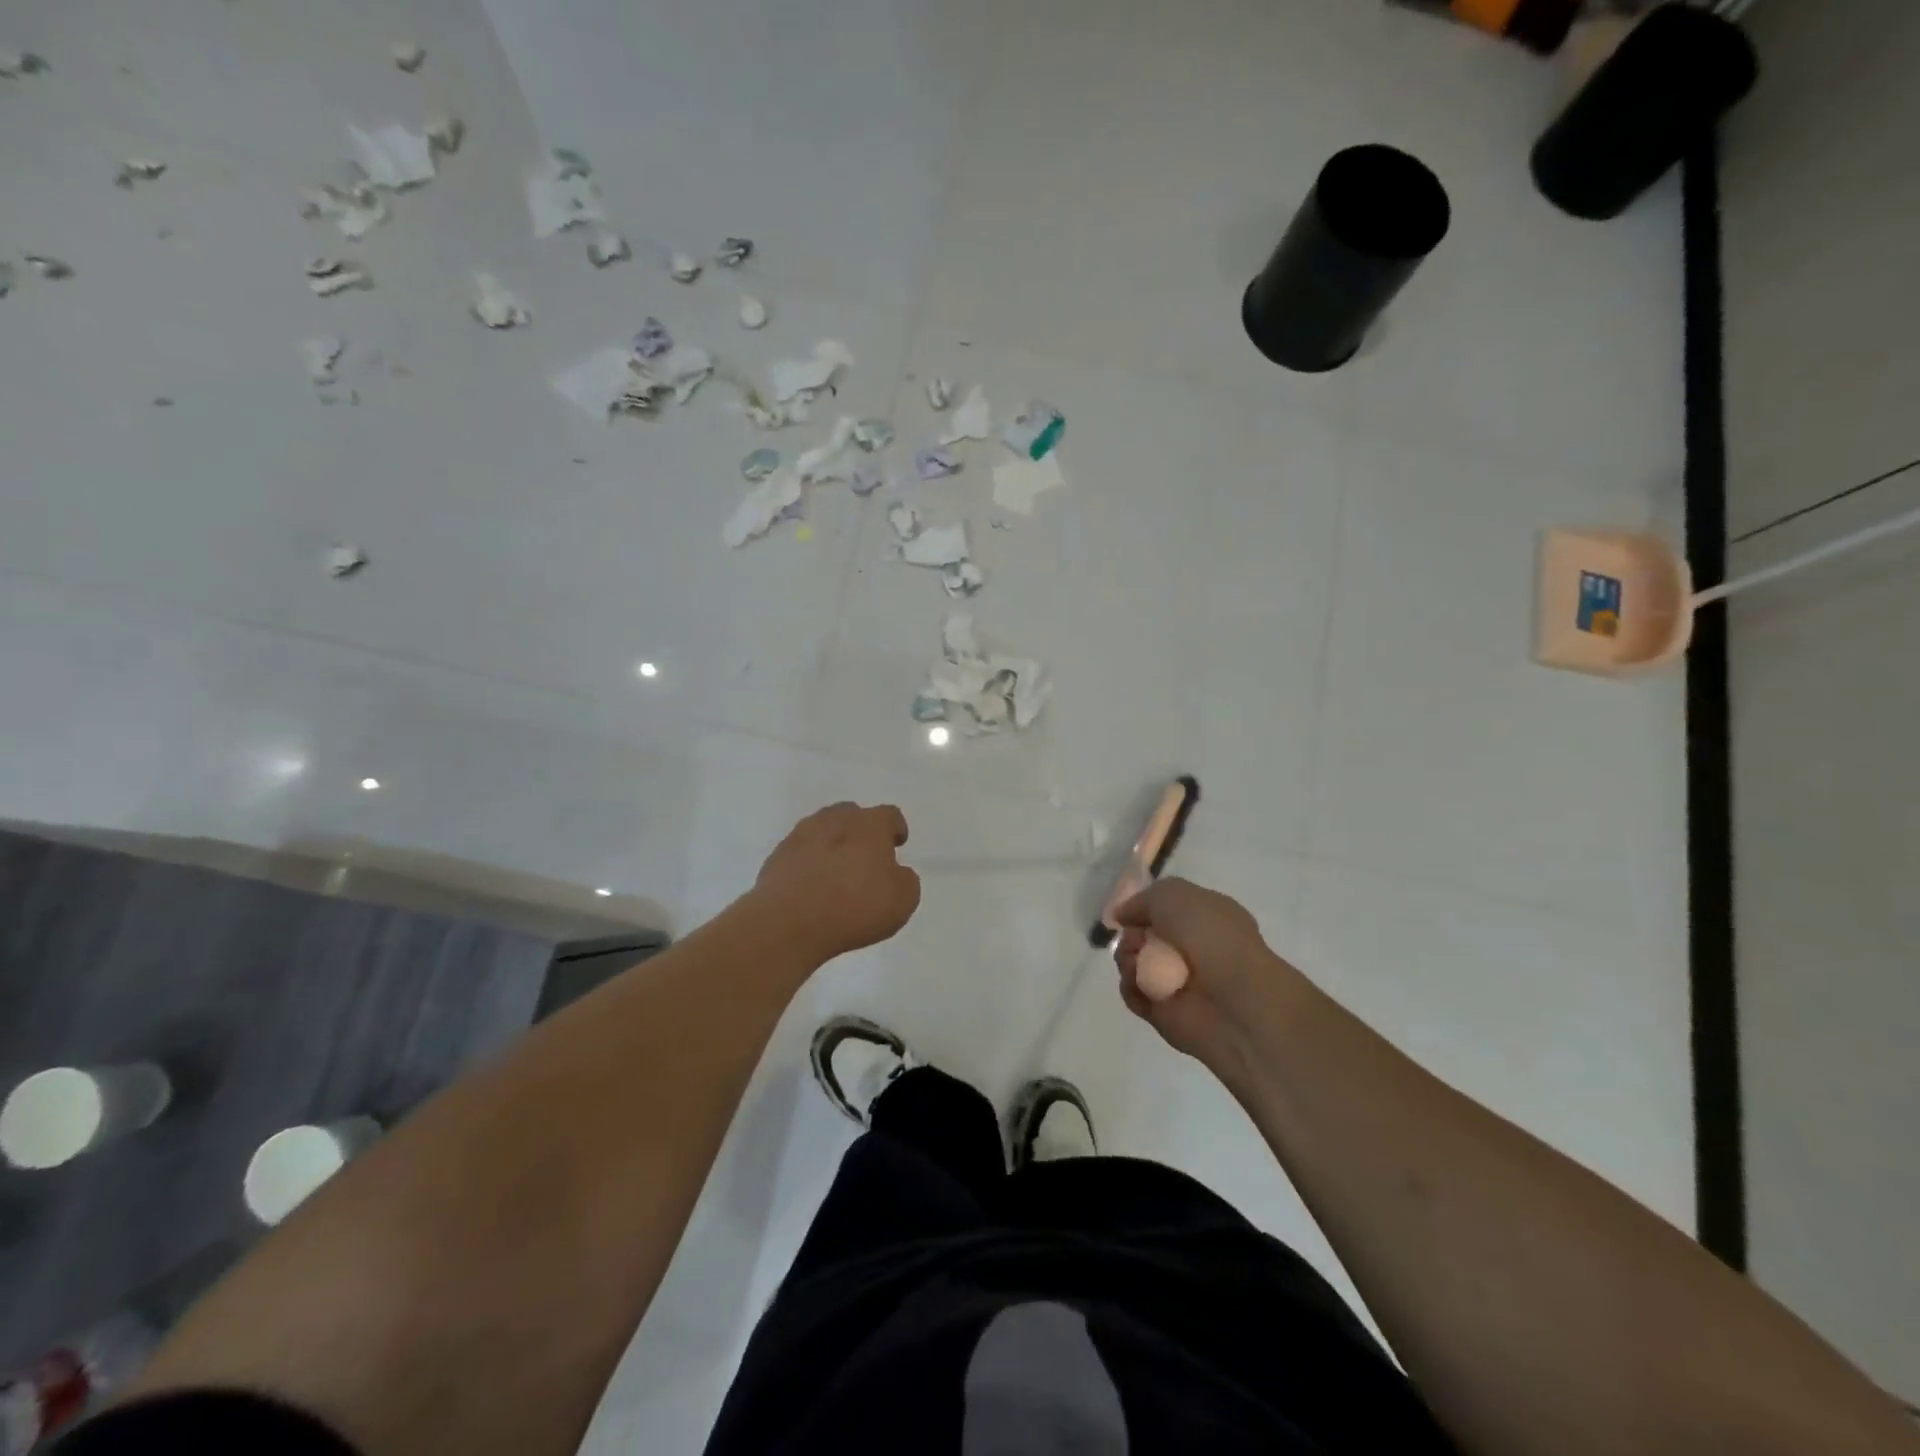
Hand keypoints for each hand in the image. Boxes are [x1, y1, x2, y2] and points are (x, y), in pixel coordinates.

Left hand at [749, 802, 920, 962]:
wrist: (789, 923)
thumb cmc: (855, 907)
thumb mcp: (903, 900)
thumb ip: (905, 880)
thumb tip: (897, 873)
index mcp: (869, 824)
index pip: (889, 815)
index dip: (895, 829)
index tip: (897, 844)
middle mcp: (835, 820)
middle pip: (852, 816)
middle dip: (861, 833)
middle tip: (866, 859)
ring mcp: (801, 835)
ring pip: (823, 831)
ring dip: (832, 845)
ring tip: (836, 873)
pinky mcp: (777, 857)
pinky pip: (800, 853)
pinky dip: (809, 864)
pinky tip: (812, 888)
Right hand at [1112, 878, 1305, 1073]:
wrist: (1235, 1001)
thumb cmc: (1211, 936)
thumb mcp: (1173, 894)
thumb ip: (1142, 899)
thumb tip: (1123, 916)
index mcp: (1205, 918)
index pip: (1165, 909)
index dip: (1144, 908)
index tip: (1129, 912)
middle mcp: (1192, 948)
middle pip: (1143, 936)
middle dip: (1132, 935)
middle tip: (1136, 941)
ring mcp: (1178, 981)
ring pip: (1134, 963)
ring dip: (1128, 959)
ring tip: (1137, 965)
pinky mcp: (1164, 1012)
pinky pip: (1134, 993)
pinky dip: (1131, 987)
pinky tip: (1140, 985)